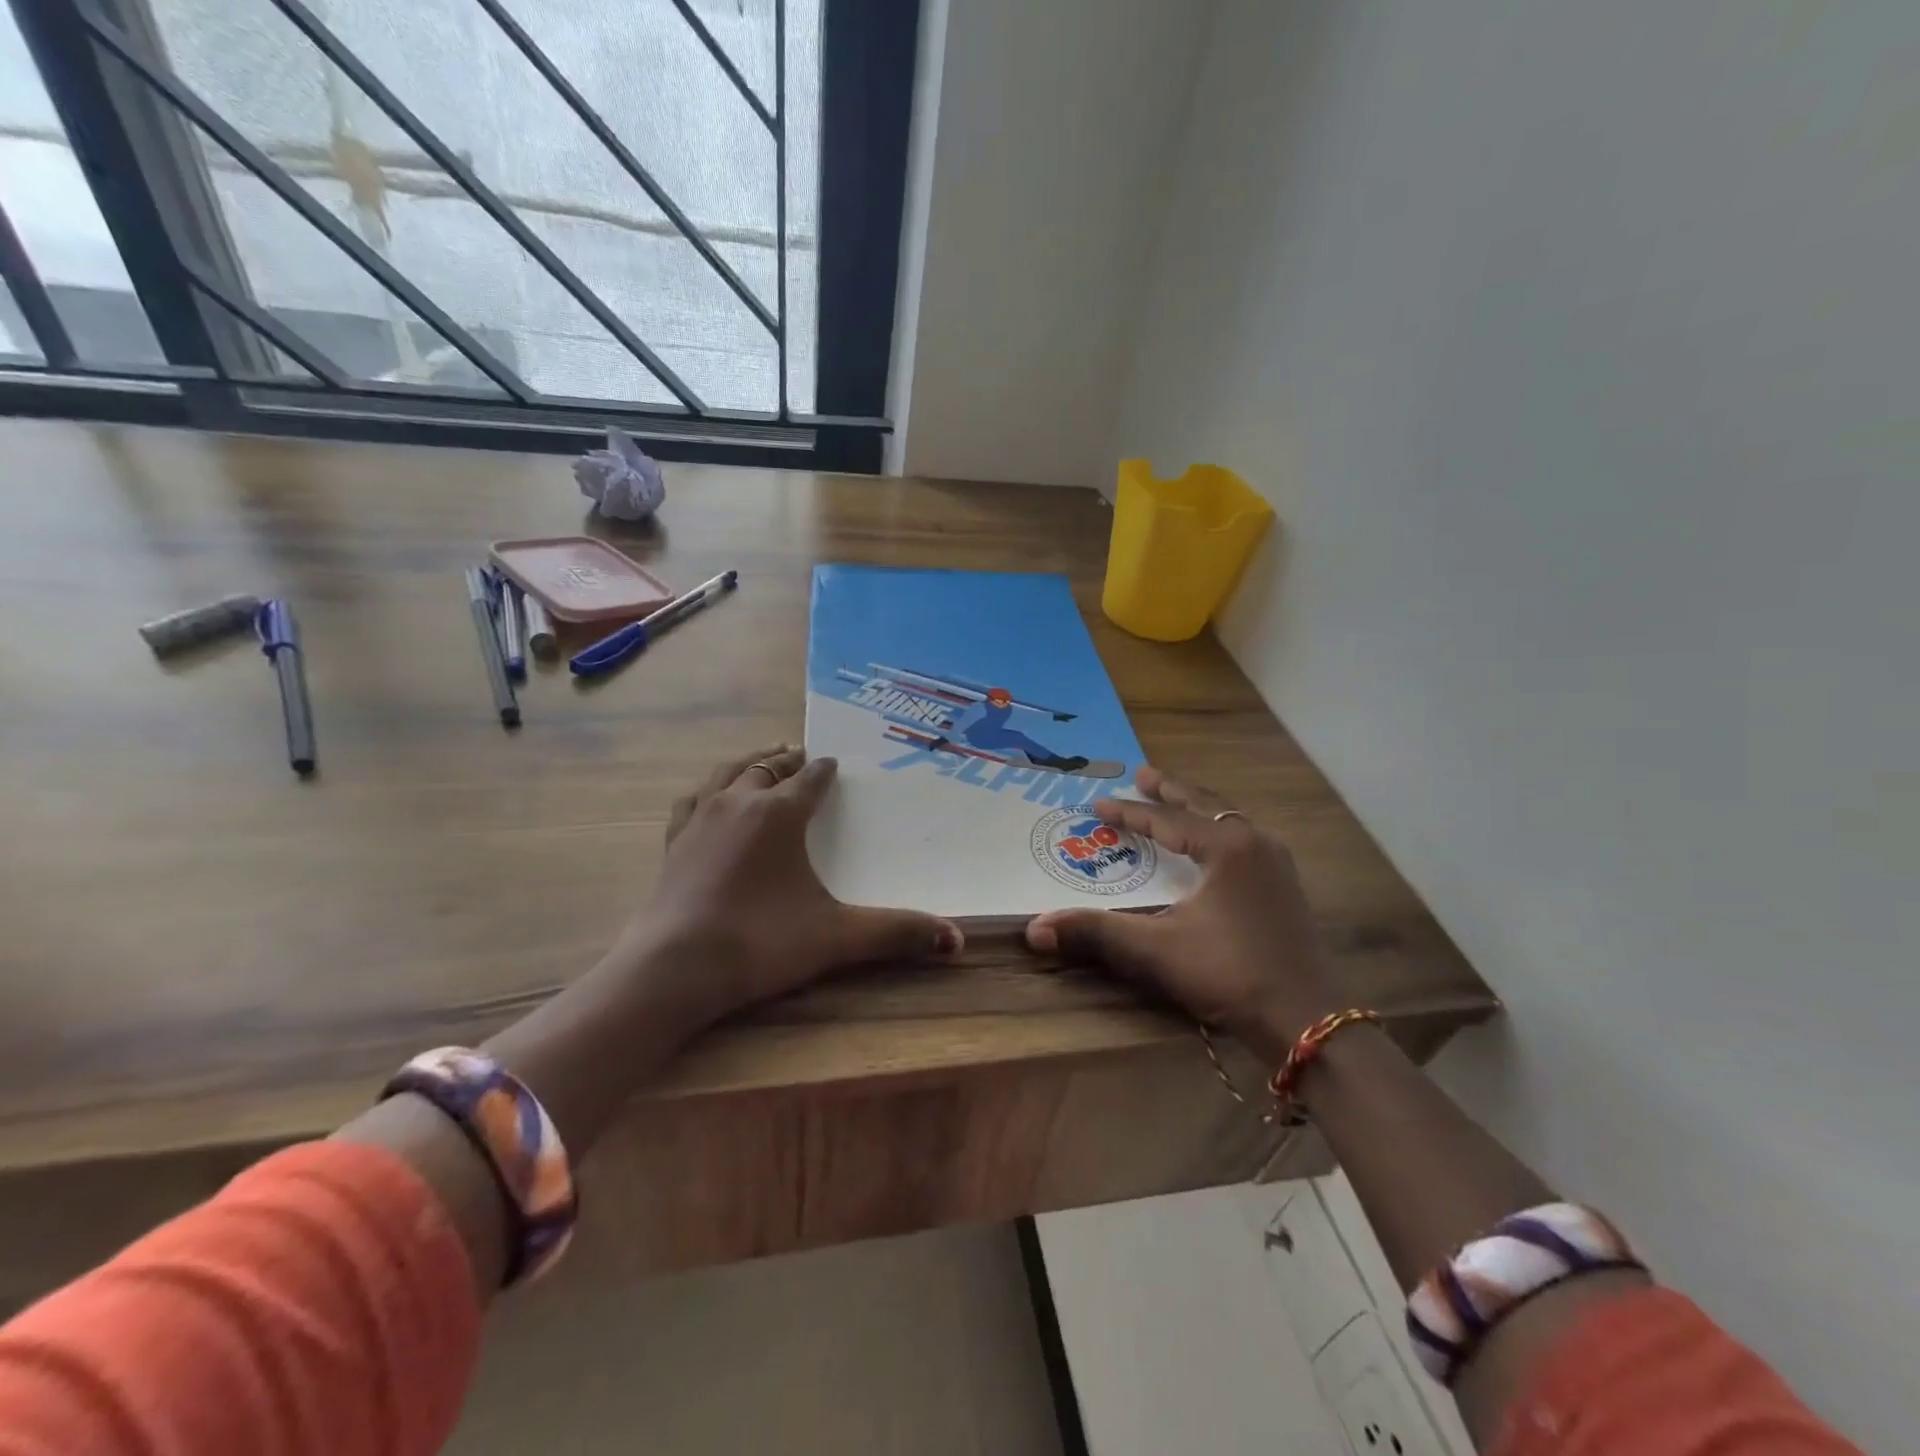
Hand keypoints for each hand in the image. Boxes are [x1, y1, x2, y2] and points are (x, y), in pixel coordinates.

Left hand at [604, 744, 963, 1027]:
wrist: (674, 969)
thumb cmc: (760, 942)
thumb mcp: (836, 937)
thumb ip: (895, 933)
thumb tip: (956, 938)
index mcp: (780, 813)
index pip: (810, 779)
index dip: (825, 770)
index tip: (834, 763)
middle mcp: (739, 803)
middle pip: (767, 767)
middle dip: (787, 760)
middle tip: (801, 755)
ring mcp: (700, 820)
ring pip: (726, 774)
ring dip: (748, 763)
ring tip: (761, 759)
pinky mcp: (672, 843)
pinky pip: (692, 801)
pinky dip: (708, 791)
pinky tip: (708, 797)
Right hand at [1024, 766, 1340, 1062]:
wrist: (1308, 1020)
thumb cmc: (1229, 974)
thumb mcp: (1156, 950)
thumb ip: (1096, 932)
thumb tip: (1034, 928)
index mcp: (1226, 848)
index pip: (1166, 819)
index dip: (1129, 813)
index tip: (1097, 804)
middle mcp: (1255, 844)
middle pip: (1205, 806)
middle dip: (1170, 791)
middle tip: (1142, 774)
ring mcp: (1277, 865)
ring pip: (1230, 821)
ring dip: (1197, 809)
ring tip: (1173, 803)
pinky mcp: (1287, 889)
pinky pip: (1245, 841)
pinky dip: (1218, 832)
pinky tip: (1213, 847)